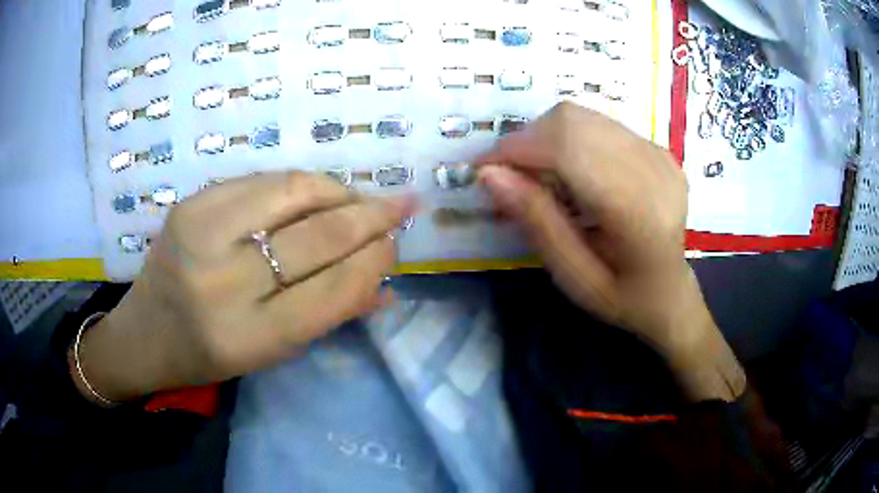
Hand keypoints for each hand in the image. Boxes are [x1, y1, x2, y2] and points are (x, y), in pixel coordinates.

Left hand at [74, 172, 411, 402]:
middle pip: (318, 235)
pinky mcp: (191, 202)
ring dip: (339, 192)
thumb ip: (328, 315)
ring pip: (294, 191)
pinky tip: (315, 195)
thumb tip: (387, 287)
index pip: (334, 289)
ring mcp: (201, 232)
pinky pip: (263, 179)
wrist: (144, 332)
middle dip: (371, 217)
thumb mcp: (271, 352)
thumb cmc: (210, 355)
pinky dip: (300, 185)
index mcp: (248, 336)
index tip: (396, 246)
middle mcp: (223, 281)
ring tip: (359, 200)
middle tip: (401, 207)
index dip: (374, 261)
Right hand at [478, 102, 744, 401]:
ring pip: (583, 116)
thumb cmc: (622, 298)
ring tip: (539, 175)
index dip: (517, 149)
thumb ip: (537, 222)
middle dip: (527, 141)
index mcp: (638, 211)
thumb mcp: (573, 277)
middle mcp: (653, 169)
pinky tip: (571, 172)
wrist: (671, 293)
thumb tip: (489, 174)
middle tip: (510, 177)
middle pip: (572, 121)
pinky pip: (600, 124)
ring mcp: (660, 154)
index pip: (568, 148)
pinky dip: (570, 139)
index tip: (484, 170)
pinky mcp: (658, 148)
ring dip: (546, 138)